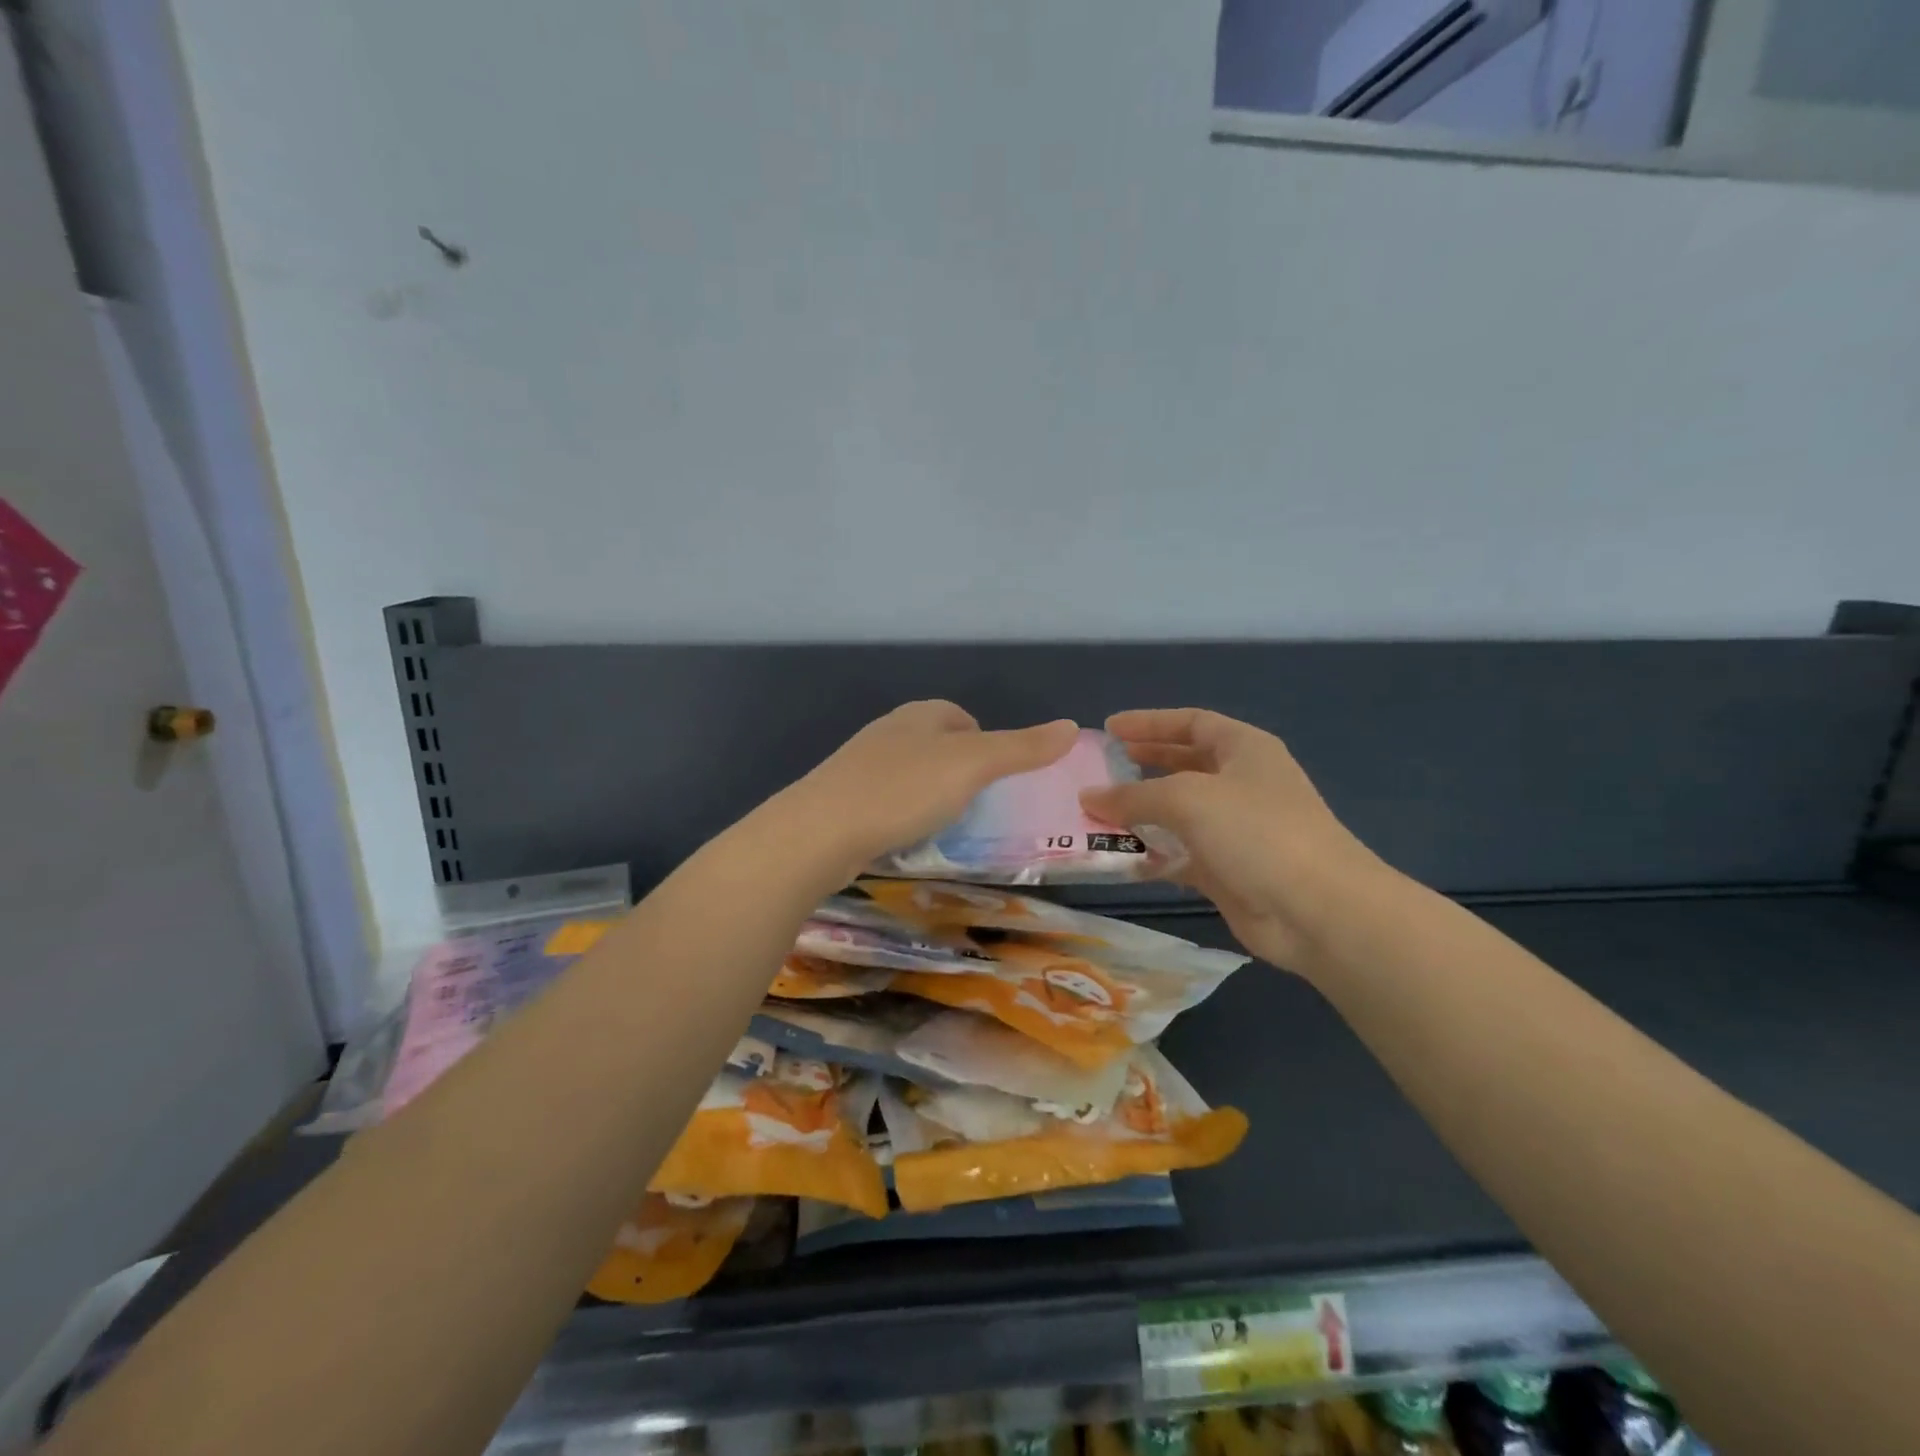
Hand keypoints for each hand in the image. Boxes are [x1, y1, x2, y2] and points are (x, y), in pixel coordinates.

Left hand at [785, 701, 1078, 877]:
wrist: (819, 832)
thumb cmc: (902, 790)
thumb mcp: (972, 766)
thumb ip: (1021, 748)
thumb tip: (1071, 726)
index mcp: (919, 715)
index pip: (959, 716)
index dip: (984, 741)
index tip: (997, 777)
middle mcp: (888, 732)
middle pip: (934, 743)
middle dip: (958, 769)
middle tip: (978, 806)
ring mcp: (860, 766)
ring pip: (908, 773)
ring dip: (930, 793)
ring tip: (946, 825)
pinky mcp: (842, 800)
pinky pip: (885, 801)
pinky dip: (903, 815)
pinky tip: (907, 838)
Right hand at [1080, 708, 1392, 973]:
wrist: (1316, 910)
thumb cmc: (1255, 832)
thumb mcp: (1187, 799)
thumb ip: (1133, 796)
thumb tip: (1088, 796)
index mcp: (1244, 749)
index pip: (1191, 722)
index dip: (1149, 722)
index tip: (1109, 729)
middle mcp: (1241, 783)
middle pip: (1183, 765)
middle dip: (1142, 766)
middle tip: (1100, 770)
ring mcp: (1235, 829)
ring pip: (1178, 813)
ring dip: (1141, 814)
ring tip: (1097, 815)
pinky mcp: (1227, 869)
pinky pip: (1180, 854)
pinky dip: (1153, 854)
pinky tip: (1122, 858)